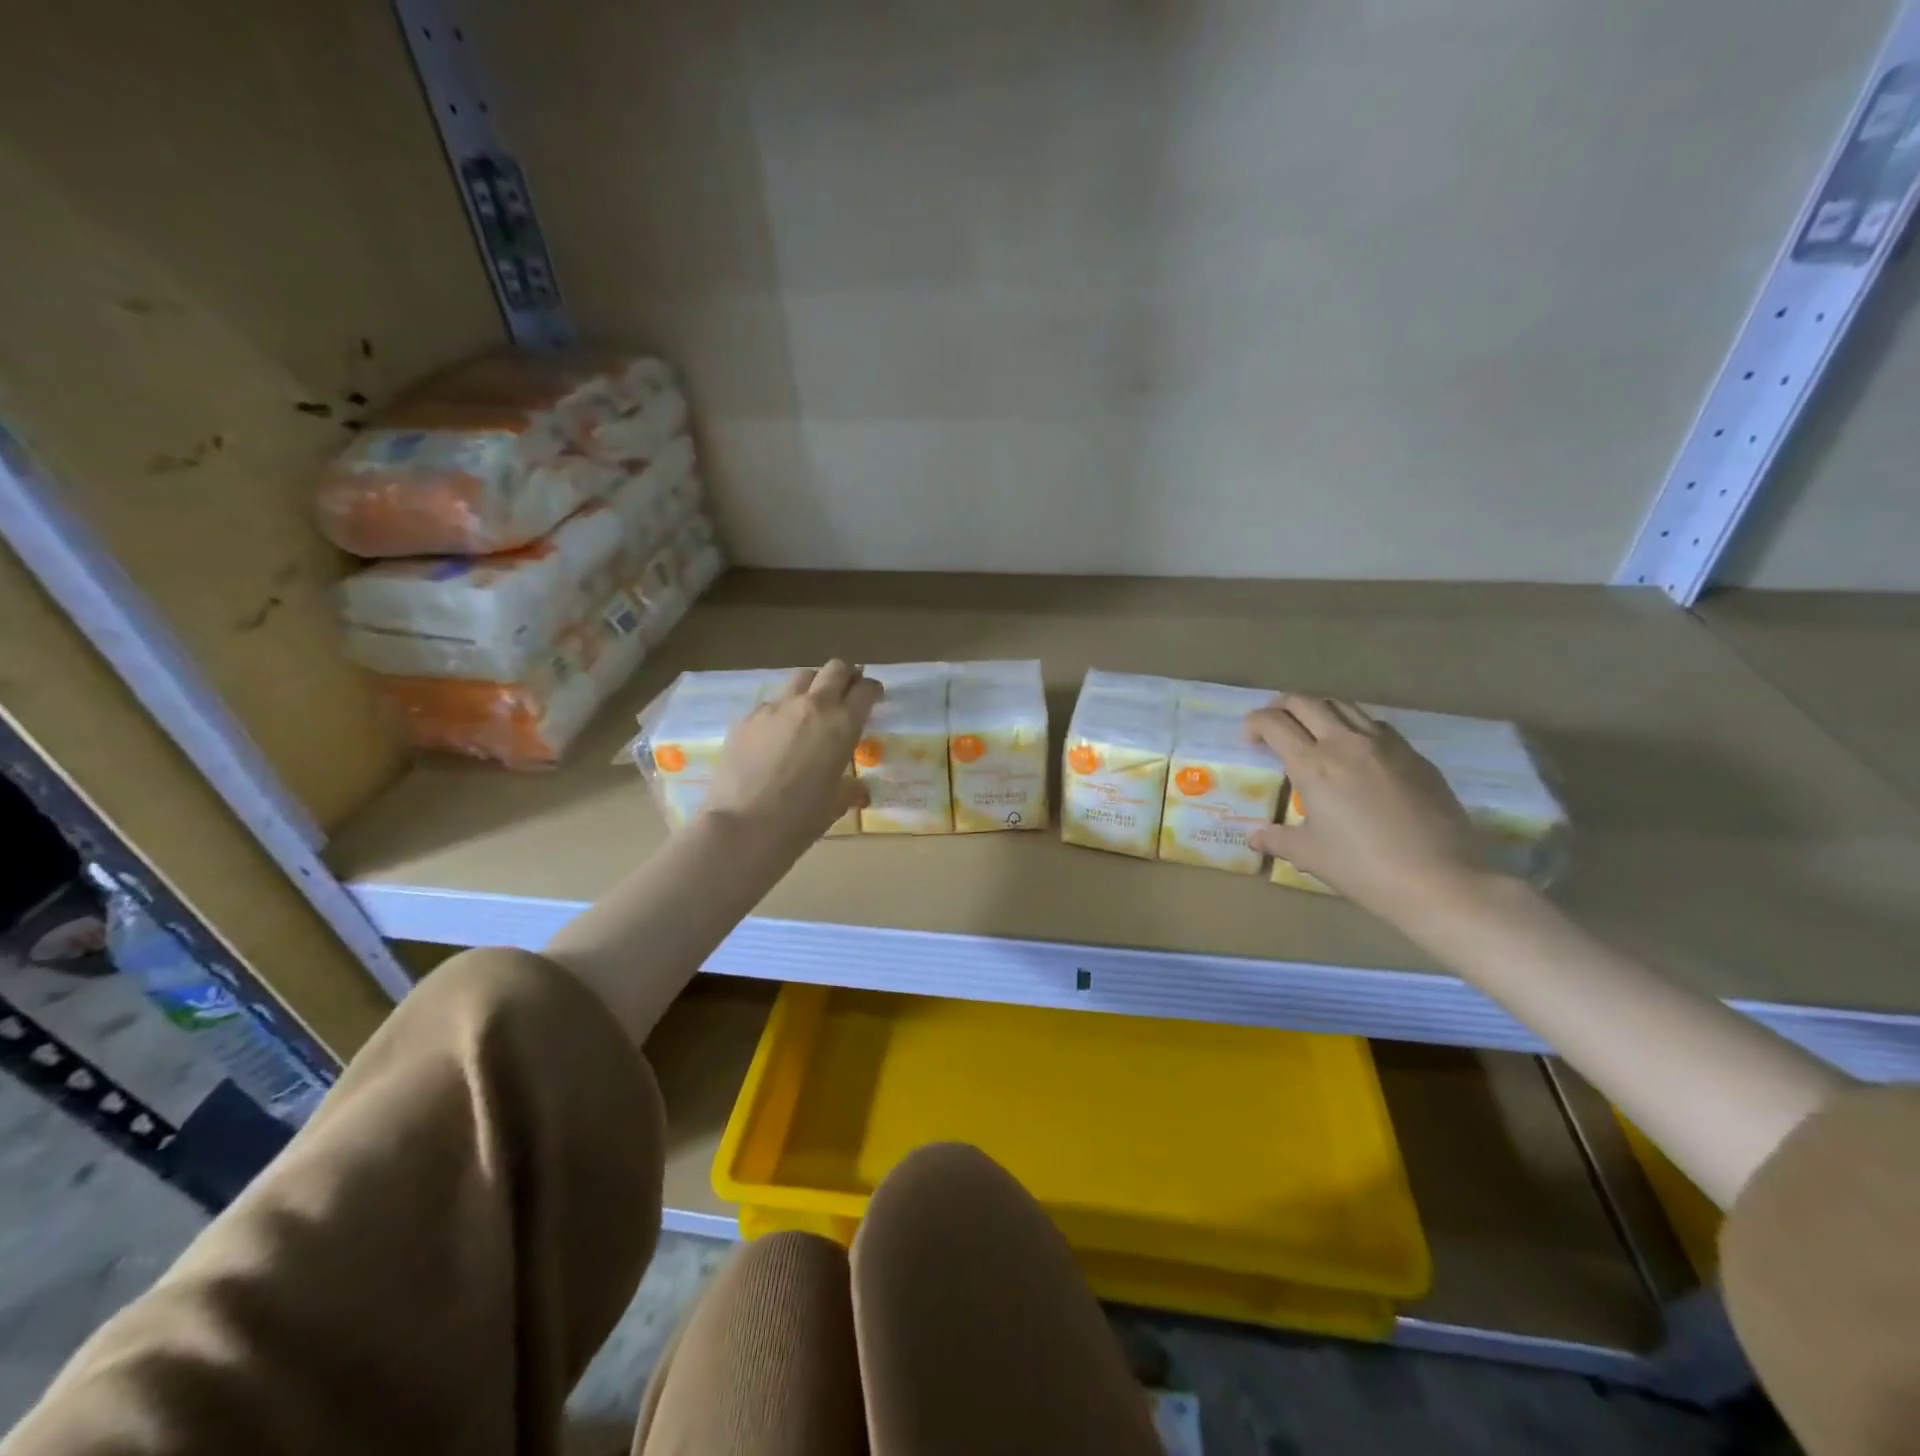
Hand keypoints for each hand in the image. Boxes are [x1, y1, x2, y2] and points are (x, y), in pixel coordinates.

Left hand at [703, 661, 881, 855]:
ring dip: (812, 687)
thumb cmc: (800, 819)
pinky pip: (771, 703)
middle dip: (845, 676)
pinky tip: (775, 737)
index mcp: (843, 724)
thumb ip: (850, 789)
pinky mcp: (747, 717)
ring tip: (810, 710)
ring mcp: (776, 708)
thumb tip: (858, 790)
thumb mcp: (836, 804)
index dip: (872, 690)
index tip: (872, 698)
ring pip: (801, 678)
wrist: (743, 826)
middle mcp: (812, 706)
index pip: (865, 689)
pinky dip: (781, 712)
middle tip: (845, 694)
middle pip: (835, 668)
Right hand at [1245, 695, 1487, 924]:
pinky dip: (1353, 727)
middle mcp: (1346, 743)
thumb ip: (1277, 840)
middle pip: (1306, 702)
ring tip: (1312, 732)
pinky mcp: (1414, 755)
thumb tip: (1255, 839)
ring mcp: (1385, 745)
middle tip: (1274, 726)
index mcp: (1313, 764)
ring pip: (1343, 705)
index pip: (1273, 723)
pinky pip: (1375, 725)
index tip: (1250, 739)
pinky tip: (1354, 752)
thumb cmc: (1364, 868)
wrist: (1442, 880)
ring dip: (1319, 710)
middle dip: (1282, 707)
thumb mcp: (1310, 855)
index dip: (1254, 723)